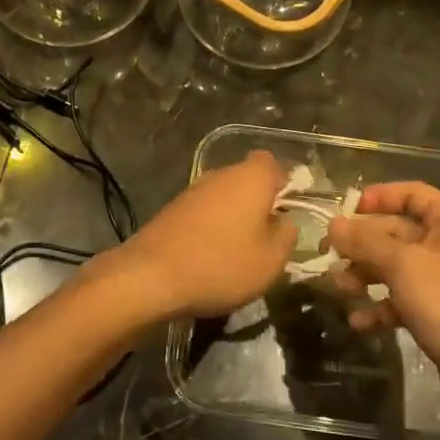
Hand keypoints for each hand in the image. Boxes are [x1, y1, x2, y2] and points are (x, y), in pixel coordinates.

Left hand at [90, 151, 297, 321]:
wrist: (151, 275)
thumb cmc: (222, 264)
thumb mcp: (271, 260)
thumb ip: (287, 235)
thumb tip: (285, 221)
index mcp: (251, 177)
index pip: (274, 164)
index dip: (284, 185)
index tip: (287, 213)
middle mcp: (222, 173)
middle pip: (248, 179)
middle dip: (259, 203)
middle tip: (266, 237)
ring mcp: (194, 189)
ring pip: (225, 196)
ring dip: (234, 216)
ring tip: (239, 251)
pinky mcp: (173, 207)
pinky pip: (204, 211)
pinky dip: (211, 227)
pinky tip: (211, 255)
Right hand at [325, 182, 439, 426]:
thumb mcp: (404, 266)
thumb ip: (365, 242)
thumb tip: (333, 225)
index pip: (412, 193)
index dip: (379, 197)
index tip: (346, 210)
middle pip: (398, 231)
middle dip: (362, 243)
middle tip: (327, 253)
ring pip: (396, 268)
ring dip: (366, 275)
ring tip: (339, 288)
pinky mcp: (439, 316)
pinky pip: (403, 300)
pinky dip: (380, 307)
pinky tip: (358, 322)